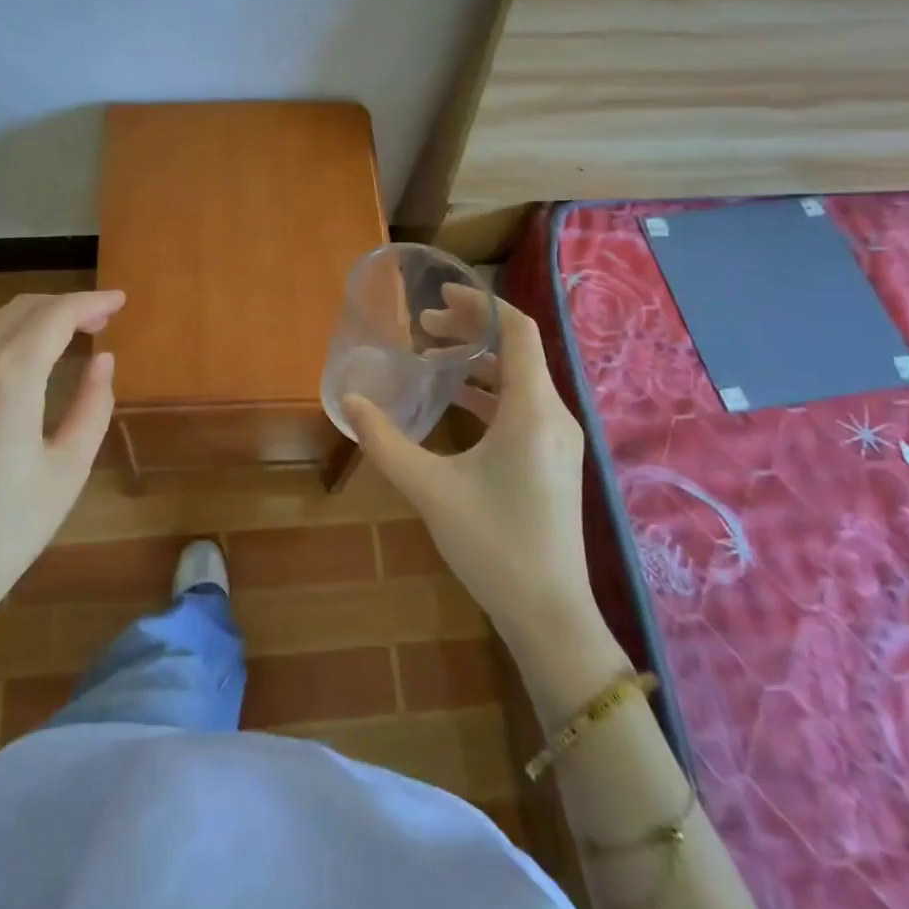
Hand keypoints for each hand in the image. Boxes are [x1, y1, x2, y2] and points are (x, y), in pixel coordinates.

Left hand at [0, 290, 123, 624]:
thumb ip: (93, 404)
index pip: (56, 315)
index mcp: (9, 376)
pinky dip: (1, 335)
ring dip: (31, 317)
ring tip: (66, 334)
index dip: (92, 302)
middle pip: (22, 309)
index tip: (120, 301)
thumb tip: (102, 359)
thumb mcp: (68, 468)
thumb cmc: (7, 528)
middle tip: (101, 319)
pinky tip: (19, 358)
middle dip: (65, 306)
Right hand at [344, 292, 598, 649]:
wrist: (549, 614)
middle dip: (471, 328)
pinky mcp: (554, 459)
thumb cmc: (493, 544)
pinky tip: (456, 401)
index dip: (480, 303)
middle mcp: (554, 414)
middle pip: (517, 349)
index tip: (439, 294)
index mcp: (532, 410)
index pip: (516, 331)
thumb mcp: (429, 489)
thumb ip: (384, 441)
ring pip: (520, 378)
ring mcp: (559, 439)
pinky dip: (489, 390)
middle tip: (423, 325)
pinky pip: (523, 405)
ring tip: (432, 357)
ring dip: (479, 360)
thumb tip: (350, 401)